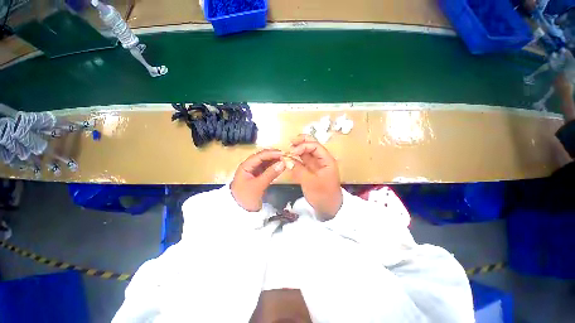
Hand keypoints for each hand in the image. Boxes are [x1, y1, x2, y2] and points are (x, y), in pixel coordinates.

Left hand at [231, 149, 284, 211]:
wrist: (240, 211)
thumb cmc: (246, 197)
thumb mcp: (258, 186)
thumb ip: (270, 174)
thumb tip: (283, 163)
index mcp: (246, 166)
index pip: (260, 156)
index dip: (272, 153)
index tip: (283, 154)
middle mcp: (250, 166)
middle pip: (263, 157)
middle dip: (274, 155)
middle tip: (286, 156)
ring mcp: (254, 171)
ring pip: (266, 162)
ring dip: (275, 160)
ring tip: (285, 160)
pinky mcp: (258, 176)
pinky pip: (267, 168)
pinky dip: (274, 167)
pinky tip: (281, 166)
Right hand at [289, 135, 341, 219]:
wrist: (329, 209)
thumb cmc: (323, 195)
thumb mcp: (310, 183)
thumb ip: (298, 170)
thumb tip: (286, 160)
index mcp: (326, 160)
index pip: (315, 146)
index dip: (303, 146)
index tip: (292, 152)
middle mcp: (322, 160)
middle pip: (312, 146)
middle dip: (302, 142)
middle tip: (290, 142)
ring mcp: (316, 165)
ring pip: (307, 152)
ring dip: (299, 149)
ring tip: (289, 148)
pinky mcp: (311, 171)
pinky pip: (304, 161)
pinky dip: (297, 158)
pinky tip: (290, 158)